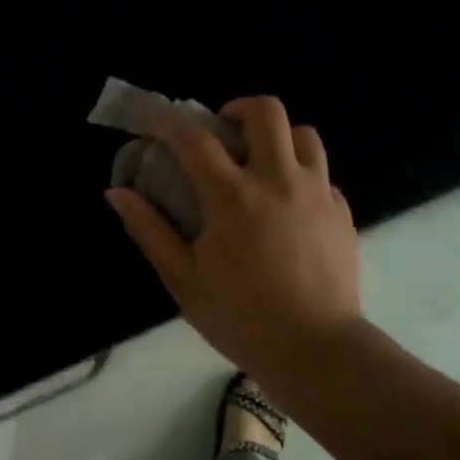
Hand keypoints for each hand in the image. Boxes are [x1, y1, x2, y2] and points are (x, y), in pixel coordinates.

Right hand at [106, 96, 361, 379]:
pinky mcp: (342, 211)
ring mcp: (317, 192)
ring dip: (276, 137)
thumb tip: (118, 192)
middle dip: (236, 110)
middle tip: (220, 133)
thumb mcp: (182, 278)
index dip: (166, 121)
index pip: (193, 138)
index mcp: (232, 196)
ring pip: (304, 134)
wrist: (315, 349)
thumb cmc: (239, 317)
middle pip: (266, 112)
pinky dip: (299, 173)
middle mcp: (278, 179)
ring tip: (259, 163)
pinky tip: (287, 204)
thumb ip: (149, 230)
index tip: (151, 121)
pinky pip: (322, 172)